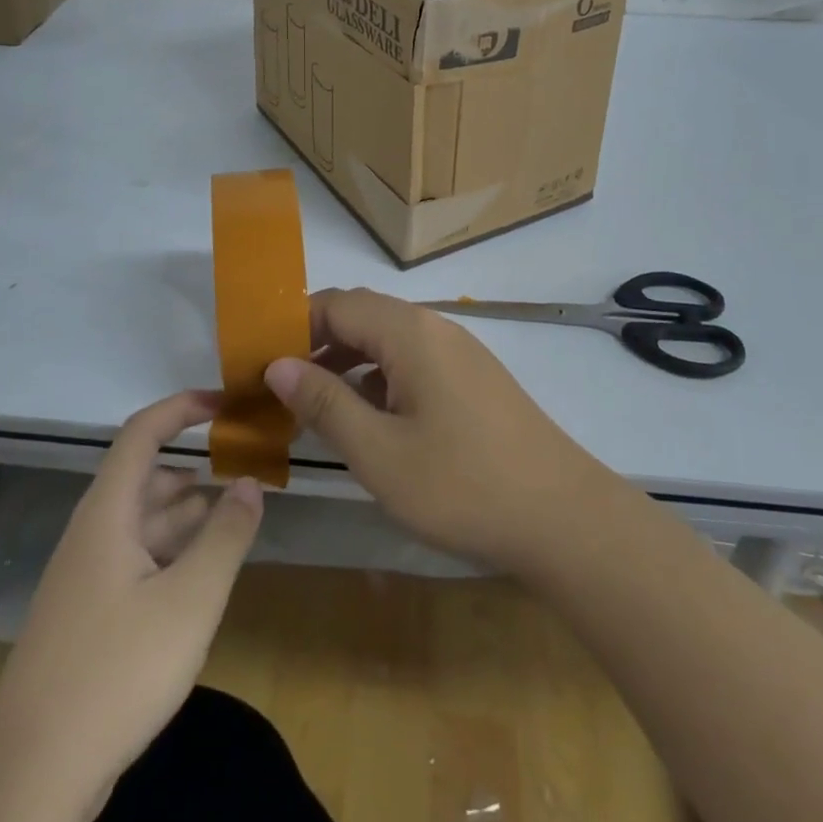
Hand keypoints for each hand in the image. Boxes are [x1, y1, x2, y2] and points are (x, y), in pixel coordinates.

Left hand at [0, 391, 263, 821]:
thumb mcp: (189, 601)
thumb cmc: (116, 672)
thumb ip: (226, 536)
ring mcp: (85, 579)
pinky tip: (199, 576)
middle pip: (145, 479)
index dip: (182, 408)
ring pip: (142, 524)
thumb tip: (251, 482)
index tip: (225, 404)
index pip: (142, 433)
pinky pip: (135, 561)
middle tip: (245, 471)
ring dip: (186, 514)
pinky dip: (171, 553)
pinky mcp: (86, 618)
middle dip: (195, 469)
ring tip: (234, 518)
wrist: (28, 778)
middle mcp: (92, 534)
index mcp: (108, 513)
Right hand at [264, 288, 615, 575]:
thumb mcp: (379, 452)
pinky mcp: (473, 378)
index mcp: (409, 332)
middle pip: (362, 314)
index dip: (291, 326)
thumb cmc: (462, 485)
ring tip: (314, 402)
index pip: (336, 304)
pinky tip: (369, 417)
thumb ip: (324, 403)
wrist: (564, 517)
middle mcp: (435, 327)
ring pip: (388, 338)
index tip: (258, 361)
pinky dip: (379, 377)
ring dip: (347, 360)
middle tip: (280, 383)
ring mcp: (459, 351)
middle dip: (316, 341)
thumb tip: (277, 364)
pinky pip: (413, 360)